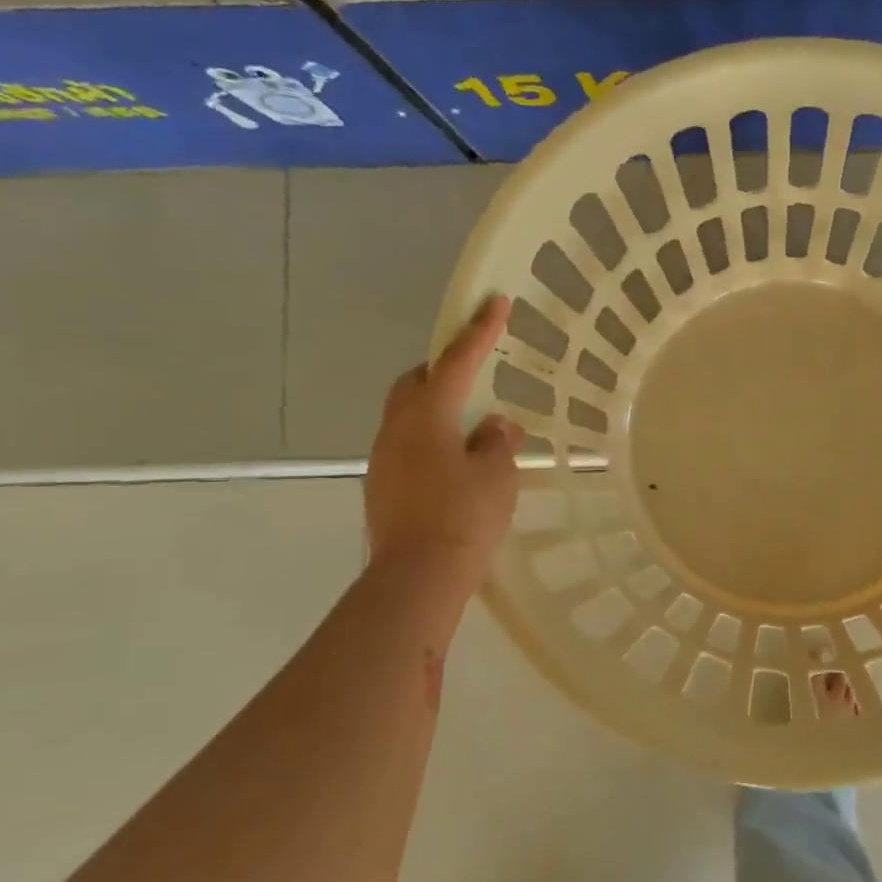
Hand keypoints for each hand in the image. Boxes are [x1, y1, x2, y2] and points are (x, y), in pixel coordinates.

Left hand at [365, 295, 522, 594]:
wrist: (417, 578)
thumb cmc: (465, 518)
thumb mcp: (498, 475)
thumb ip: (497, 442)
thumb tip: (493, 427)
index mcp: (427, 417)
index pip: (457, 362)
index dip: (479, 331)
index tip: (494, 302)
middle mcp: (397, 430)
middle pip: (416, 382)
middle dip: (444, 369)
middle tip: (475, 371)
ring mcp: (384, 460)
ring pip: (409, 415)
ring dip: (438, 408)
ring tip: (473, 426)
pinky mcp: (383, 487)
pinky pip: (409, 446)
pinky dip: (433, 440)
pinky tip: (458, 464)